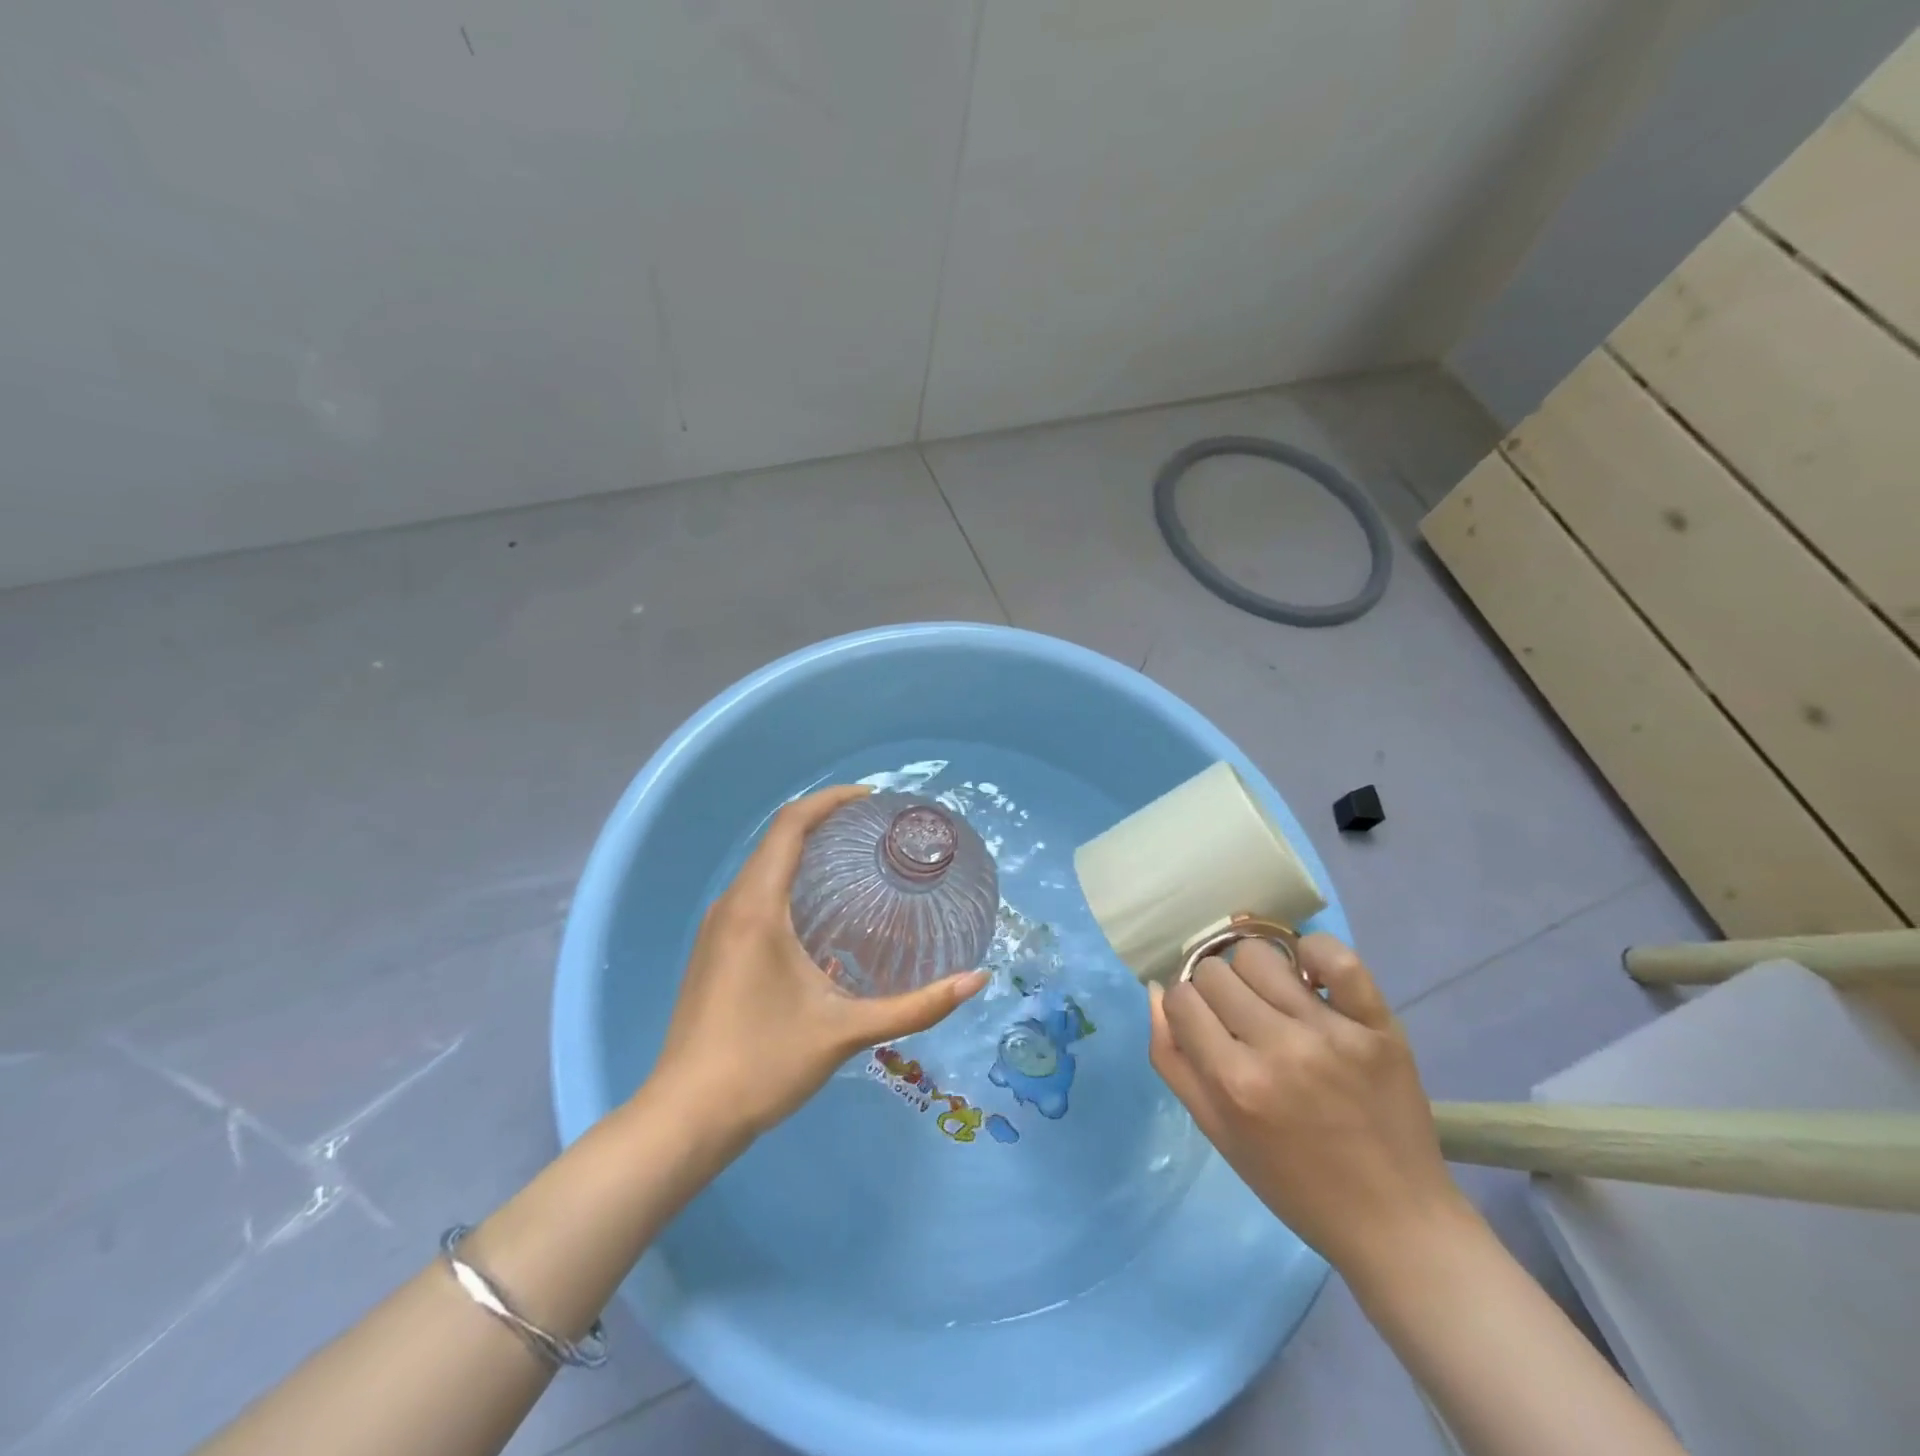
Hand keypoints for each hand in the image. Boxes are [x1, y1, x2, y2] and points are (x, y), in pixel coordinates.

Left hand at [648, 785, 988, 1140]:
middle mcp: (730, 905)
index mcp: (756, 907)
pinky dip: (789, 882)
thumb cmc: (764, 1064)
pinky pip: (753, 894)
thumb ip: (917, 1006)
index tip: (873, 799)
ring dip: (806, 854)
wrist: (685, 1118)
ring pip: (763, 868)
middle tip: (877, 831)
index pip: (791, 825)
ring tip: (857, 863)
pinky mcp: (711, 951)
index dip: (831, 800)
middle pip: (777, 840)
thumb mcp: (847, 1032)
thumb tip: (977, 980)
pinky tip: (821, 913)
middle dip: (825, 823)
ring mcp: (715, 929)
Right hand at [1148, 933, 1467, 1275]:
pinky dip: (1314, 953)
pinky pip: (1337, 956)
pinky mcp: (1378, 1026)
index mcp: (1234, 1083)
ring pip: (1260, 955)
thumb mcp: (1216, 1131)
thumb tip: (1157, 990)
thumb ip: (1172, 1059)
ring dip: (1254, 973)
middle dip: (1214, 991)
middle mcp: (1278, 1049)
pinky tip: (1309, 976)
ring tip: (1272, 1001)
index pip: (1181, 997)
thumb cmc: (1293, 1183)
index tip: (1203, 1025)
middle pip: (1214, 971)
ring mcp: (1331, 1033)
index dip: (1185, 1008)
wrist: (1395, 1222)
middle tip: (1238, 1019)